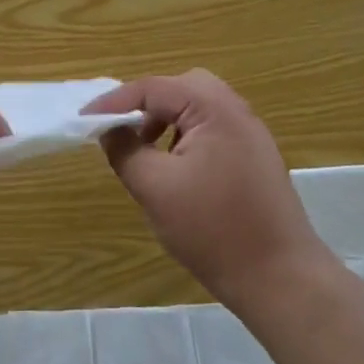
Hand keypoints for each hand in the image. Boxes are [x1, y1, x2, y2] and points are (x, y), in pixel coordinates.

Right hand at [83, 70, 323, 301]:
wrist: (279, 277)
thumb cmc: (212, 228)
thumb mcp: (155, 187)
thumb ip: (125, 150)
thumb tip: (109, 129)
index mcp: (214, 109)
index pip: (154, 88)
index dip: (114, 101)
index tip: (84, 120)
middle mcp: (237, 111)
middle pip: (182, 87)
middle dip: (146, 103)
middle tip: (122, 129)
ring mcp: (251, 135)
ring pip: (199, 108)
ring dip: (167, 119)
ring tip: (145, 150)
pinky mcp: (256, 158)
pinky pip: (213, 129)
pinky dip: (186, 135)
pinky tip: (176, 169)